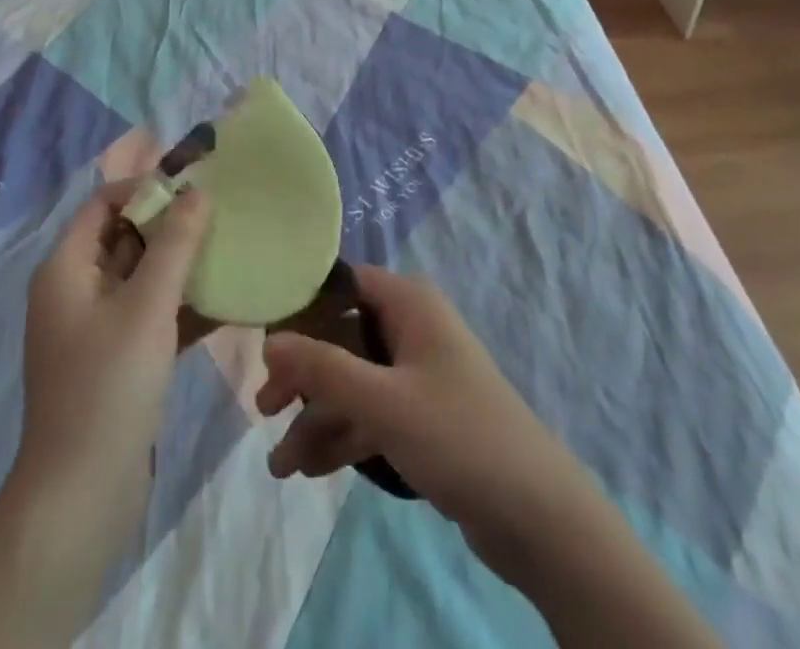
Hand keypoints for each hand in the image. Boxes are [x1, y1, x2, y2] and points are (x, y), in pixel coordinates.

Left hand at [17, 179, 211, 518]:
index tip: (195, 186)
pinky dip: (182, 305)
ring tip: (232, 250)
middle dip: (172, 224)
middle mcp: (76, 291)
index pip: (104, 203)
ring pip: (143, 277)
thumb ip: (176, 243)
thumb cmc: (108, 386)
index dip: (146, 188)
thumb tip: (198, 190)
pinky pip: (151, 315)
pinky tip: (227, 302)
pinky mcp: (116, 361)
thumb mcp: (147, 305)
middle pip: (125, 237)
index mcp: (67, 269)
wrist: (80, 499)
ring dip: (182, 265)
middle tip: (222, 214)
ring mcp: (95, 329)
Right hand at [255, 265, 593, 579]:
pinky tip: (309, 470)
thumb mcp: (383, 401)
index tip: (263, 342)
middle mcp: (412, 327)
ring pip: (354, 382)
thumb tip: (270, 338)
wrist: (536, 513)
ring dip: (317, 418)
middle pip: (342, 337)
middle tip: (264, 409)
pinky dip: (343, 436)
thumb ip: (323, 368)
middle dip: (303, 376)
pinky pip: (371, 414)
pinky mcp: (423, 416)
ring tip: (280, 466)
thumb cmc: (458, 435)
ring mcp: (418, 373)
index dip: (303, 308)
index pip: (343, 284)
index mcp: (409, 303)